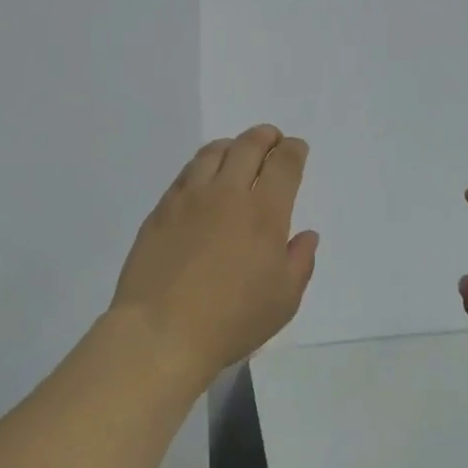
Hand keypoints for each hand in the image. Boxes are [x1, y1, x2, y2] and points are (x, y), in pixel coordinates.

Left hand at [108, 125, 319, 388]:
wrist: (161, 330)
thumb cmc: (231, 320)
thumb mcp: (283, 300)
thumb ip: (300, 262)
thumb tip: (306, 235)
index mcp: (264, 213)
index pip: (284, 165)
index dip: (293, 150)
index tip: (296, 148)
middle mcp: (227, 194)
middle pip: (248, 146)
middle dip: (264, 136)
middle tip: (271, 138)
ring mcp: (189, 198)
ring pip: (212, 152)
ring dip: (231, 145)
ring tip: (237, 151)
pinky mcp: (161, 209)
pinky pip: (186, 173)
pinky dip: (202, 165)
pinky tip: (203, 177)